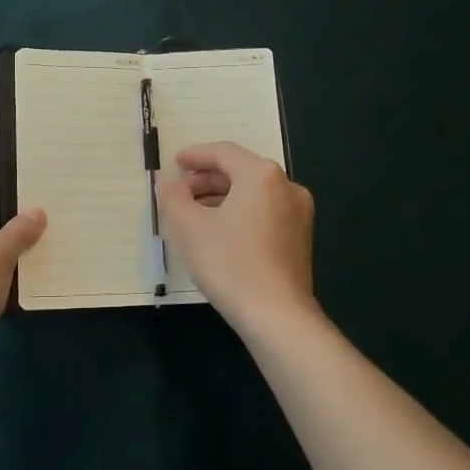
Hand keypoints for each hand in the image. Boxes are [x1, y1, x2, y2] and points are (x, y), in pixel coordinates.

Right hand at [157, 142, 317, 337]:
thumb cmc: (230, 263)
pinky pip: (264, 212)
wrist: (278, 316)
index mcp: (261, 175)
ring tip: (194, 214)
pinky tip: (219, 233)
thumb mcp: (189, 228)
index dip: (196, 155)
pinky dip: (240, 213)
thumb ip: (173, 196)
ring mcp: (298, 214)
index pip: (224, 152)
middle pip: (240, 171)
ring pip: (253, 193)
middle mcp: (286, 186)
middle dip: (206, 180)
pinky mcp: (300, 239)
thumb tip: (168, 182)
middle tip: (179, 192)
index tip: (175, 163)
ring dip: (222, 198)